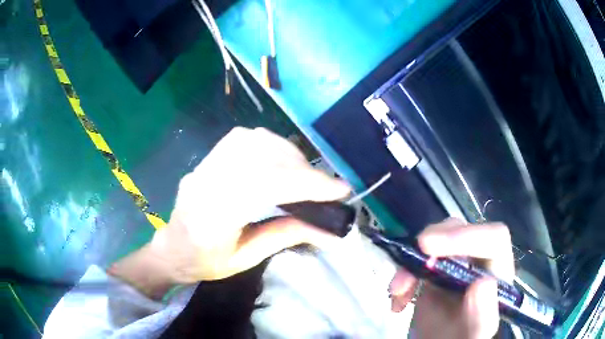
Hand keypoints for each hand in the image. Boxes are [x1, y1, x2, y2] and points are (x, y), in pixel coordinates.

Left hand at [150, 127, 349, 282]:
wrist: (171, 249)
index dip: (306, 184)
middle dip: (302, 169)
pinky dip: (269, 144)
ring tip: (303, 173)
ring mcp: (203, 165)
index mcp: (213, 217)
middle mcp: (206, 182)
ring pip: (252, 141)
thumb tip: (328, 230)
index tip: (339, 189)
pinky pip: (242, 138)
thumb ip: (284, 236)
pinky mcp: (206, 158)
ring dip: (287, 153)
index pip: (265, 186)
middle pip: (261, 158)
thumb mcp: (246, 259)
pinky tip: (279, 160)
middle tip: (324, 187)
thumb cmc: (205, 262)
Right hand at [389, 218, 514, 338]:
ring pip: (438, 239)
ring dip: (412, 259)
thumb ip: (483, 316)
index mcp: (497, 272)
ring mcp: (455, 263)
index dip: (467, 236)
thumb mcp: (474, 333)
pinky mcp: (435, 270)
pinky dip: (403, 273)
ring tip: (398, 289)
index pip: (494, 238)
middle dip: (436, 240)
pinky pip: (417, 257)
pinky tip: (397, 299)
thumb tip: (483, 284)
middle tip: (416, 252)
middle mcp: (478, 261)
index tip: (431, 248)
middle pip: (463, 231)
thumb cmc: (463, 338)